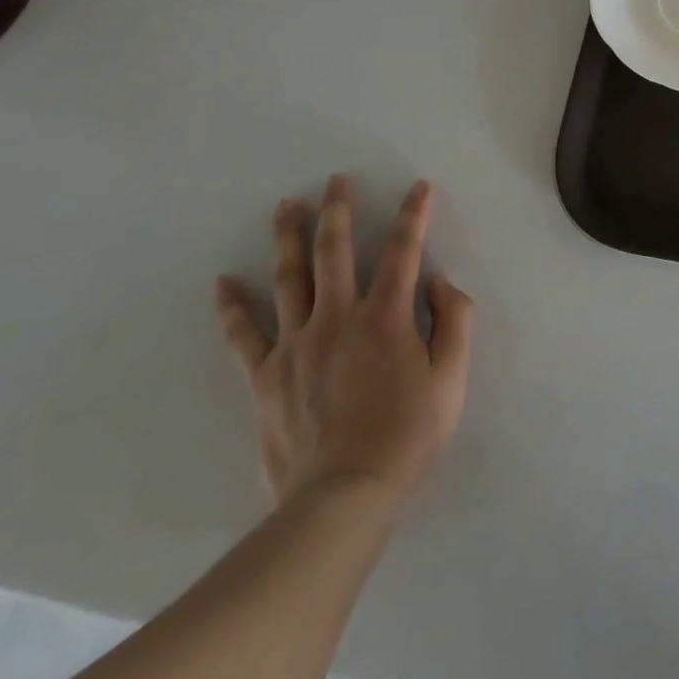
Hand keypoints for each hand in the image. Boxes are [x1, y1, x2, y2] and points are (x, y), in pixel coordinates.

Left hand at [215, 176, 473, 515]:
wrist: (344, 497)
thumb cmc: (408, 435)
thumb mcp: (453, 377)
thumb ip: (455, 320)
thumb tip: (440, 282)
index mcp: (386, 316)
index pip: (403, 251)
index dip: (414, 215)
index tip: (418, 187)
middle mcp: (337, 318)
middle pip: (336, 252)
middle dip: (339, 211)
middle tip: (336, 180)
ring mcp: (296, 345)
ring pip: (289, 279)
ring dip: (289, 238)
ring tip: (286, 206)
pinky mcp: (266, 376)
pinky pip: (243, 336)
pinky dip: (232, 308)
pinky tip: (223, 282)